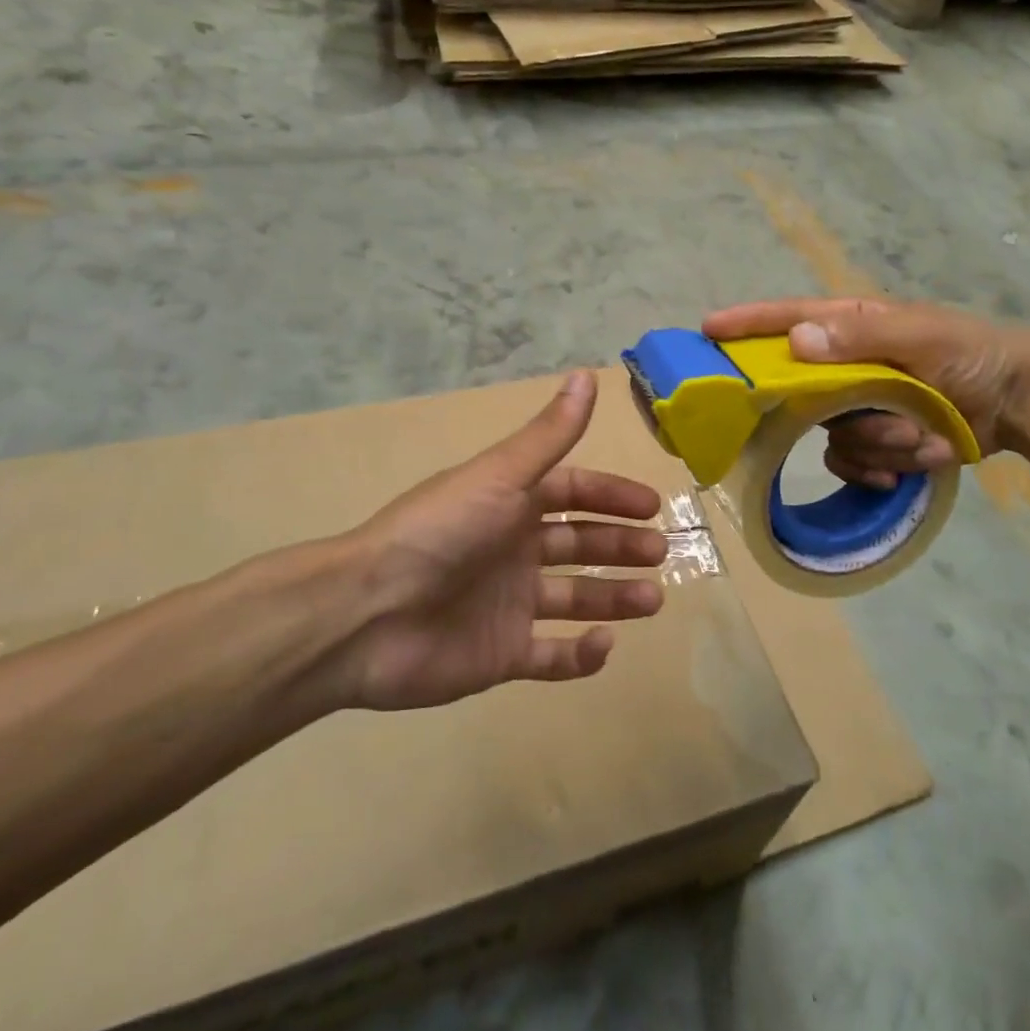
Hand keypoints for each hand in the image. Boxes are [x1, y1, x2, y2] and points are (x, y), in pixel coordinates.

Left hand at [326, 371, 667, 711]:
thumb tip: (586, 374)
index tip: (653, 507)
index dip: (612, 496)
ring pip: (573, 598)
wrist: (368, 613)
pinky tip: (603, 644)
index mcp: (510, 503)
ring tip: (652, 599)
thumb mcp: (501, 475)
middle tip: (661, 554)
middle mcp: (512, 549)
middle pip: (578, 544)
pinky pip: (550, 656)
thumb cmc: (441, 532)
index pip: (572, 493)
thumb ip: (550, 434)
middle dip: (620, 546)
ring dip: (614, 597)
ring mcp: (507, 604)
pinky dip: (580, 655)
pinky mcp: (499, 655)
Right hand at [703, 298, 1029, 489]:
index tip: (708, 331)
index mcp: (853, 327)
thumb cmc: (972, 354)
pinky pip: (854, 462)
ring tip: (925, 436)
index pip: (789, 319)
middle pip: (806, 392)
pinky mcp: (878, 440)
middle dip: (847, 413)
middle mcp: (848, 365)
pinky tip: (920, 459)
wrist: (1024, 403)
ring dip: (881, 442)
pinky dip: (886, 466)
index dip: (747, 324)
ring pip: (834, 435)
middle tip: (882, 415)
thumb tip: (796, 341)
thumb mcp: (921, 336)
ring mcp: (862, 405)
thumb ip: (859, 338)